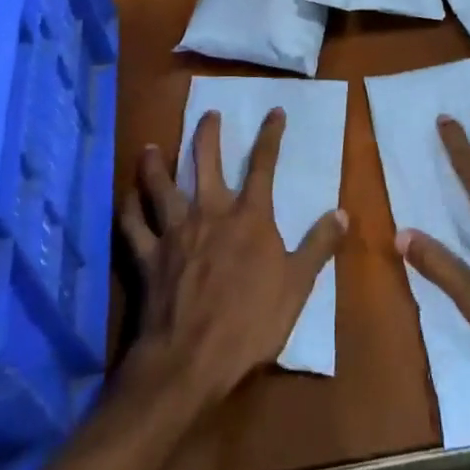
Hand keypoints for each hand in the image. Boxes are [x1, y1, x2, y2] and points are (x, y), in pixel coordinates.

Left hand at [121, 108, 348, 408]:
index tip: (274, 111)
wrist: (192, 357)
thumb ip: (318, 246)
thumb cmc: (250, 322)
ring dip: (155, 165)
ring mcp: (174, 232)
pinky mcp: (147, 255)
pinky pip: (133, 225)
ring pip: (160, 187)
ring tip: (150, 147)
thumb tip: (343, 213)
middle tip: (208, 113)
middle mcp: (209, 213)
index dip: (270, 136)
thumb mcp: (297, 285)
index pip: (263, 166)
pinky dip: (128, 209)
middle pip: (205, 163)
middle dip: (208, 135)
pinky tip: (126, 198)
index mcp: (248, 218)